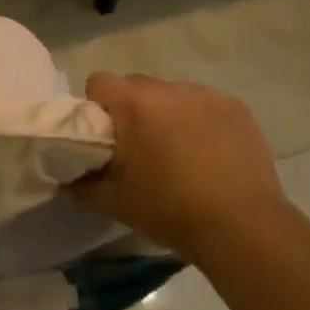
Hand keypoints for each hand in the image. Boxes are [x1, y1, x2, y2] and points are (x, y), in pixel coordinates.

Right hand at [72, 72, 289, 262]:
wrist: (242, 227)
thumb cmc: (169, 210)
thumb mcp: (113, 202)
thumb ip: (81, 182)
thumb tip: (66, 173)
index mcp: (133, 104)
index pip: (99, 82)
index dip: (97, 107)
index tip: (106, 138)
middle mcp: (167, 88)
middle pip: (137, 86)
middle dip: (133, 111)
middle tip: (141, 150)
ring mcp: (205, 95)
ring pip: (173, 95)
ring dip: (168, 115)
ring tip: (181, 155)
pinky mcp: (236, 108)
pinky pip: (205, 106)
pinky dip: (202, 122)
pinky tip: (212, 155)